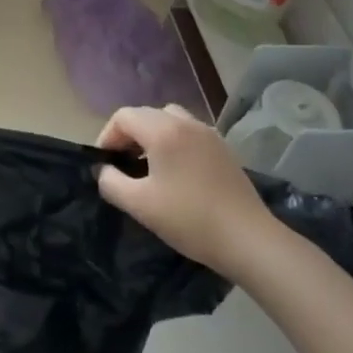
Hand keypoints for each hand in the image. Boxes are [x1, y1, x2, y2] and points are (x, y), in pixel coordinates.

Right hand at [95, 105, 270, 276]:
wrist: (248, 239)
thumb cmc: (189, 219)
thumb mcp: (140, 205)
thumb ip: (112, 183)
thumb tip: (104, 171)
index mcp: (163, 130)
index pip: (124, 116)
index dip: (107, 136)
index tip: (106, 164)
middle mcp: (186, 122)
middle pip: (146, 114)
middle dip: (128, 134)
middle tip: (123, 165)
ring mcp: (208, 133)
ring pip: (169, 120)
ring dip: (152, 135)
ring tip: (148, 166)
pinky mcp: (223, 148)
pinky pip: (189, 132)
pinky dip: (174, 141)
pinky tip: (176, 173)